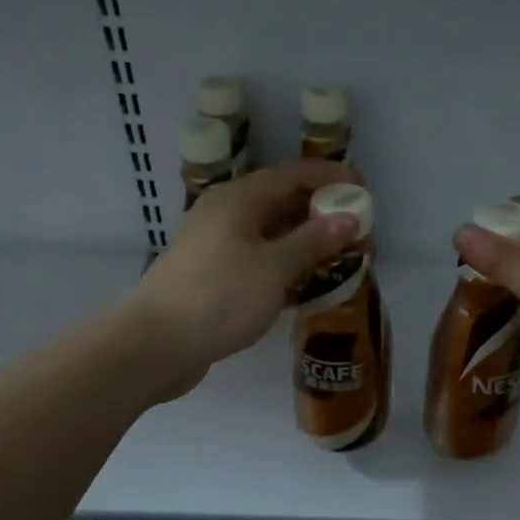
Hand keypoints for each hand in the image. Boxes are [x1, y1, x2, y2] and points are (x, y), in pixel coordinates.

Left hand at [124, 159, 359, 402]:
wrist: (157, 344)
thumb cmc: (220, 296)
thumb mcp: (274, 267)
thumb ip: (313, 241)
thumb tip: (349, 218)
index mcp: (239, 200)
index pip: (291, 175)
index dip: (328, 177)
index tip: (362, 186)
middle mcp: (226, 216)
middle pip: (281, 204)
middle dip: (321, 214)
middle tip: (358, 229)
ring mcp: (218, 249)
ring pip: (271, 237)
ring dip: (306, 244)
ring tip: (341, 258)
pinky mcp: (215, 279)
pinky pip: (260, 263)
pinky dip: (287, 270)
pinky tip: (309, 288)